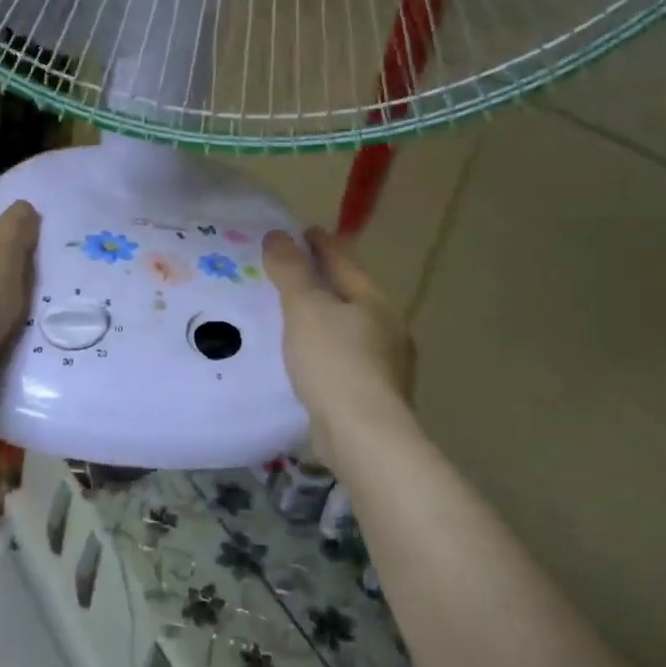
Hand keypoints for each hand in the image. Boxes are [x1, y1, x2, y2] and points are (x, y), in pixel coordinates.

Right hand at [263, 227, 414, 453]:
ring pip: (349, 330)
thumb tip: (279, 235)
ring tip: (293, 318)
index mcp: (373, 300)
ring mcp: (385, 364)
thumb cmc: (334, 362)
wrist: (363, 435)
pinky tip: (307, 362)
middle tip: (290, 274)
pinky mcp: (374, 395)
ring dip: (324, 320)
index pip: (343, 261)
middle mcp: (387, 328)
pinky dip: (326, 352)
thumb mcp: (305, 309)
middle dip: (323, 282)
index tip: (302, 231)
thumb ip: (291, 271)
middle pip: (351, 294)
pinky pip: (344, 360)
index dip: (321, 243)